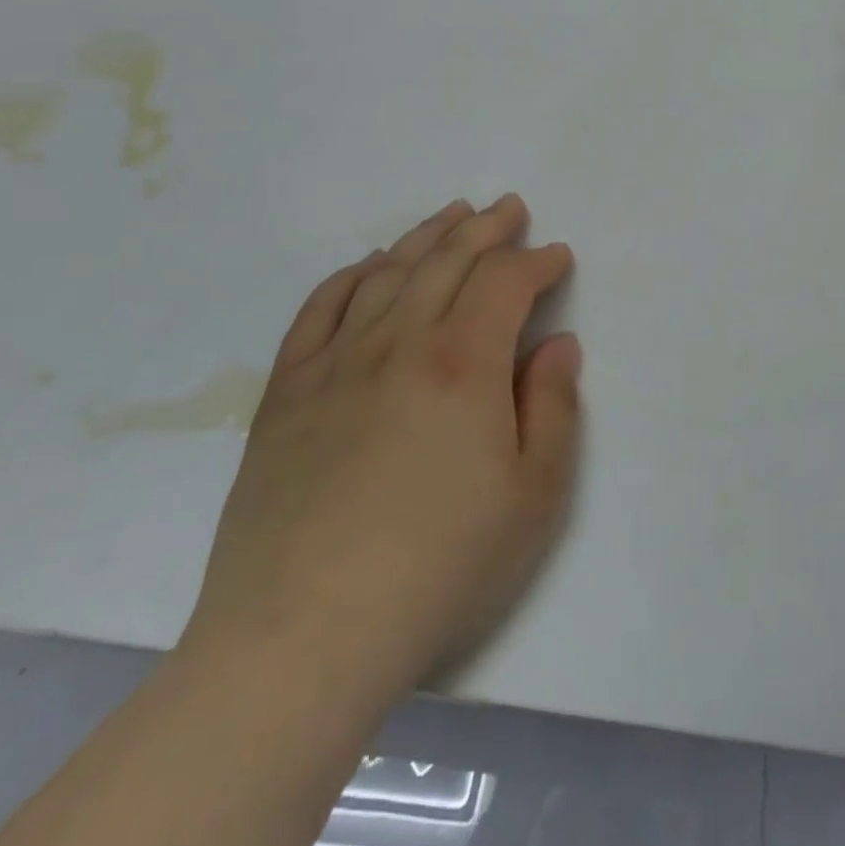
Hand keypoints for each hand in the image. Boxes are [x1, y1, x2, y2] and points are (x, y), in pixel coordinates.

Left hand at [181, 195, 580, 704]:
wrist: (301, 636)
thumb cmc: (440, 566)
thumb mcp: (534, 495)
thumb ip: (554, 406)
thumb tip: (557, 344)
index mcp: (464, 362)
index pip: (506, 281)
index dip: (537, 261)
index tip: (557, 257)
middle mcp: (400, 341)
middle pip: (447, 260)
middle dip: (486, 228)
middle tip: (509, 209)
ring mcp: (336, 362)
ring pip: (387, 272)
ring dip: (426, 236)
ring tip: (452, 215)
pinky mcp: (287, 391)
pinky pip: (320, 308)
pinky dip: (351, 275)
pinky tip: (369, 266)